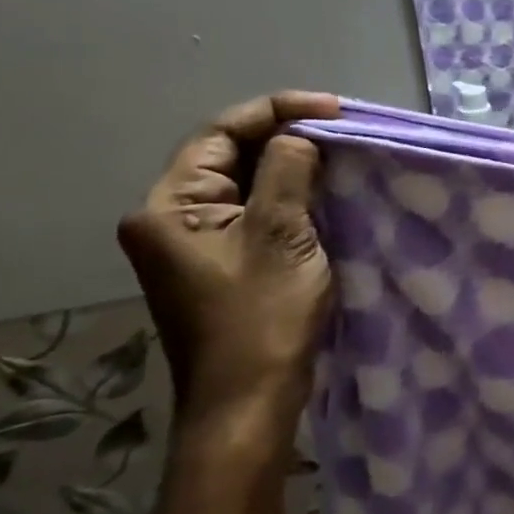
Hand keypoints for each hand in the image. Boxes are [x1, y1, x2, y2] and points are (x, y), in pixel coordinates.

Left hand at [117, 91, 339, 456]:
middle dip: (286, 137)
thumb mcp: (281, 235)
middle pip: (230, 155)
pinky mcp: (222, 263)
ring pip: (247, 184)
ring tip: (341, 155)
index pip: (222, 133)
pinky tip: (324, 193)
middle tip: (343, 131)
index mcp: (170, 205)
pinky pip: (255, 212)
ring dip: (292, 166)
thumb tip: (299, 136)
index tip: (334, 110)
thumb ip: (288, 172)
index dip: (279, 111)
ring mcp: (196, 243)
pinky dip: (289, 197)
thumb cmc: (261, 318)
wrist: (249, 403)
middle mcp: (173, 217)